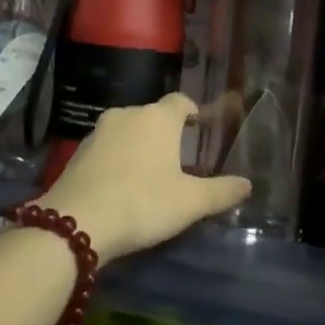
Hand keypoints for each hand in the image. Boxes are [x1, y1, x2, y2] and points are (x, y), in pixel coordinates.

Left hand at [38, 94, 251, 260]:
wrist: (76, 223)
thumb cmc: (142, 203)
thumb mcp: (190, 203)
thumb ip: (221, 191)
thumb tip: (248, 184)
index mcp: (157, 118)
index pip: (180, 101)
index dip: (192, 112)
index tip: (199, 128)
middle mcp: (127, 115)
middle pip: (152, 116)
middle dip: (165, 133)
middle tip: (178, 159)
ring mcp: (98, 132)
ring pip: (127, 131)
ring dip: (138, 146)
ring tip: (149, 174)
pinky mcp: (77, 153)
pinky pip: (106, 149)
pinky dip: (116, 160)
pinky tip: (120, 186)